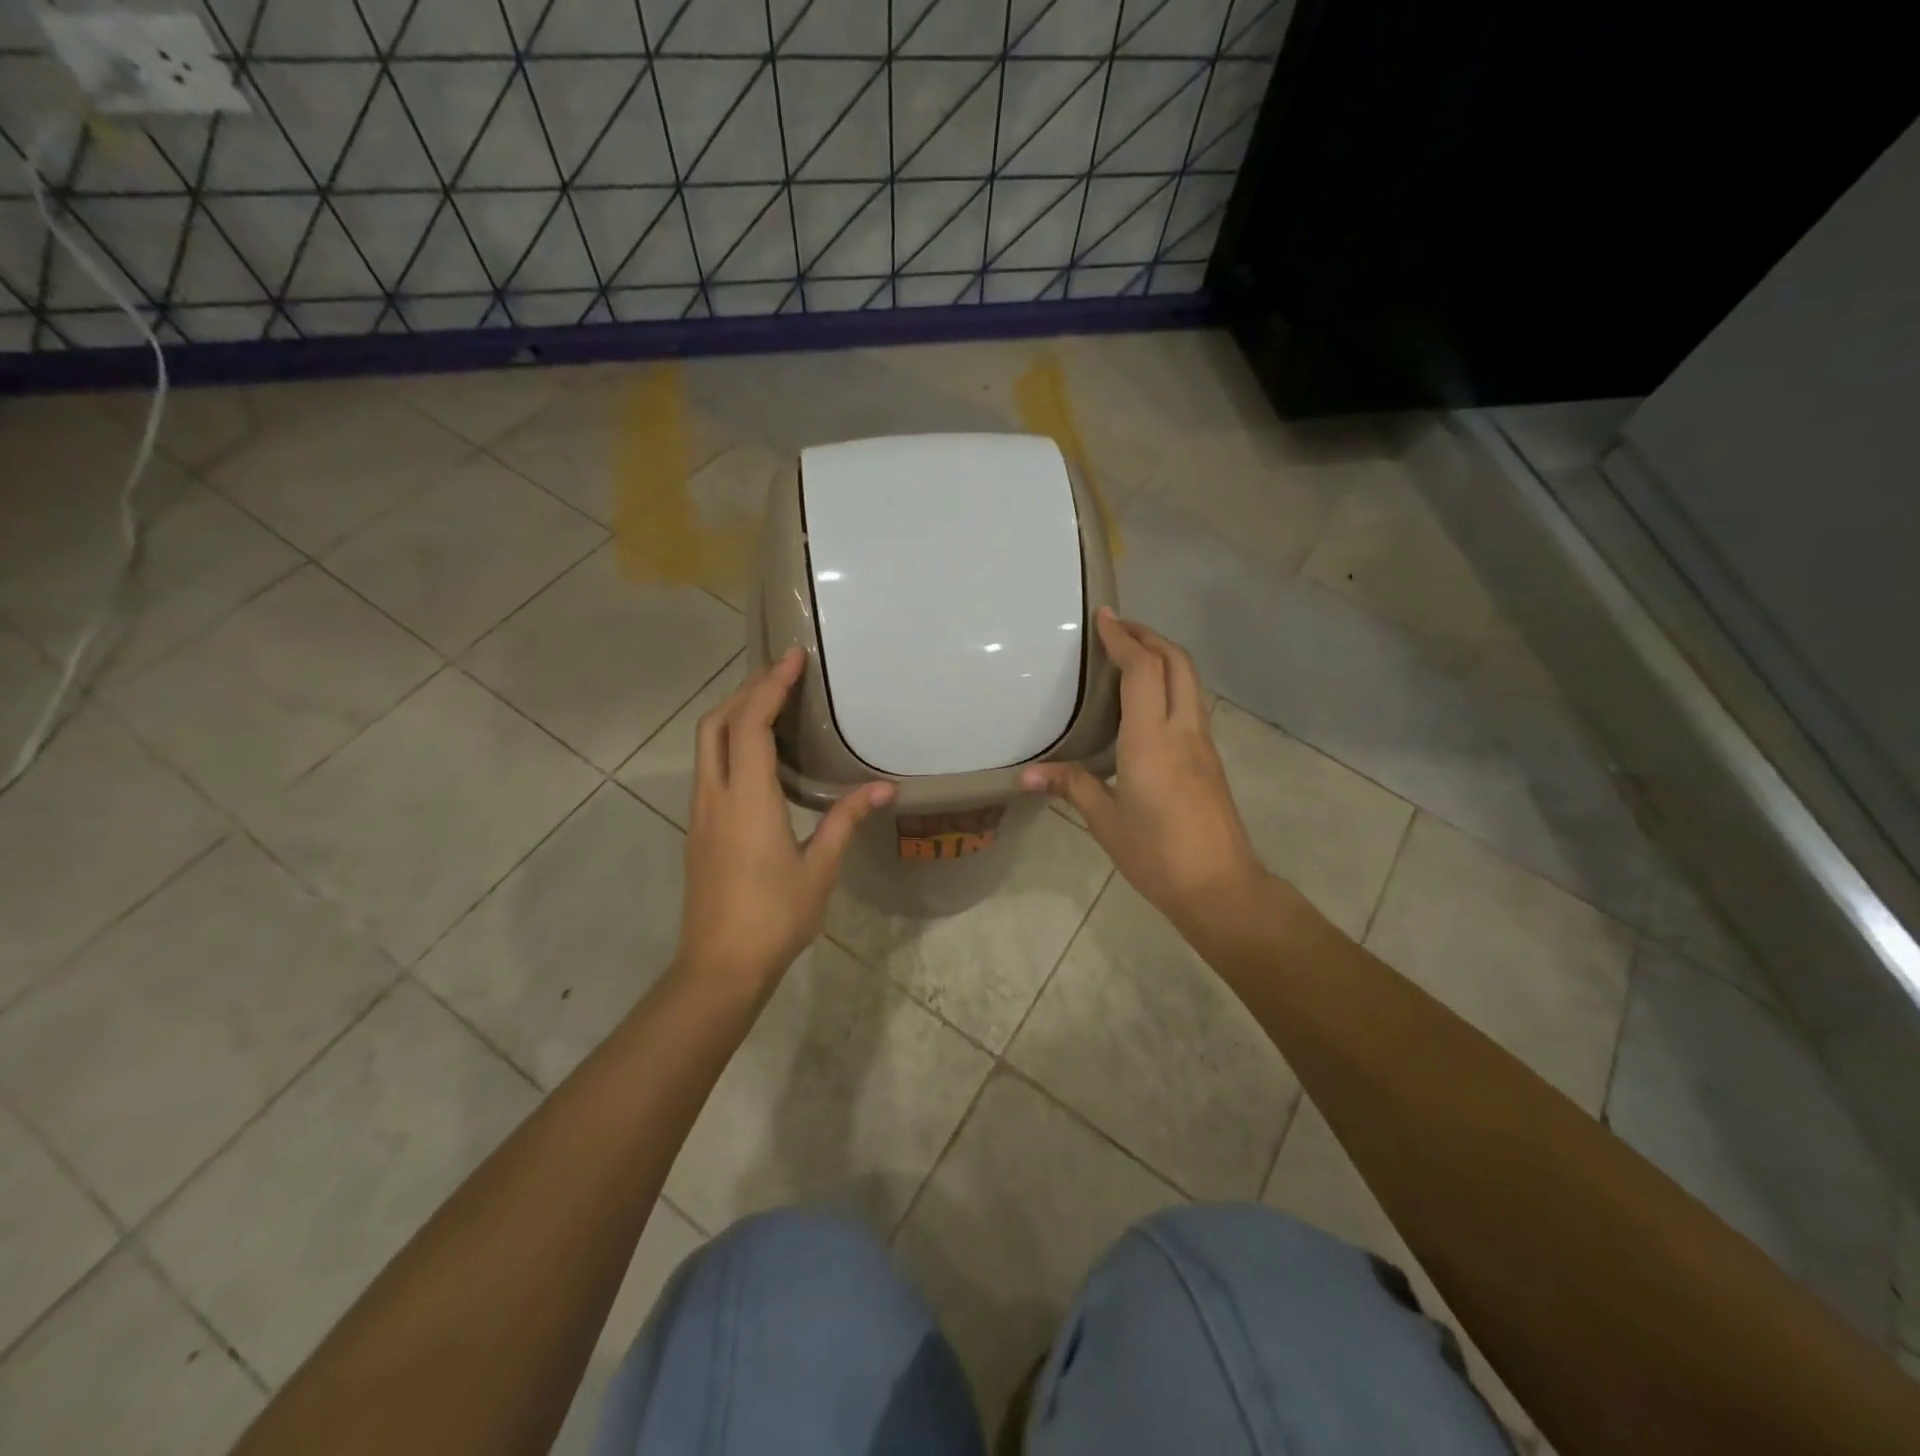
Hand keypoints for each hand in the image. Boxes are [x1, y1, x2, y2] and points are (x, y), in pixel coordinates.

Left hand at [678, 648, 894, 995]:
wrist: (719, 967)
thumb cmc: (775, 917)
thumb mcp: (819, 869)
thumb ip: (845, 821)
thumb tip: (883, 788)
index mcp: (748, 801)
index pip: (751, 725)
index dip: (769, 686)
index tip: (792, 659)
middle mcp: (716, 797)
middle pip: (715, 724)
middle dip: (745, 691)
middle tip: (781, 676)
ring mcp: (701, 814)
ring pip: (707, 746)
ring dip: (733, 715)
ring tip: (771, 705)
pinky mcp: (699, 830)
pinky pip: (710, 769)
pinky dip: (730, 744)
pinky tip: (759, 758)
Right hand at [1022, 610, 1268, 936]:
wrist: (1221, 887)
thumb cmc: (1157, 855)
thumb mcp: (1106, 822)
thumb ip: (1072, 787)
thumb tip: (1028, 776)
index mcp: (1151, 741)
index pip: (1142, 671)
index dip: (1123, 638)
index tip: (1104, 616)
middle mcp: (1182, 731)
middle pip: (1176, 662)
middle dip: (1149, 636)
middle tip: (1118, 627)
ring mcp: (1203, 743)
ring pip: (1190, 680)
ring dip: (1164, 656)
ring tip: (1132, 654)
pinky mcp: (1211, 758)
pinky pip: (1191, 703)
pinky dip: (1171, 682)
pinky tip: (1149, 700)